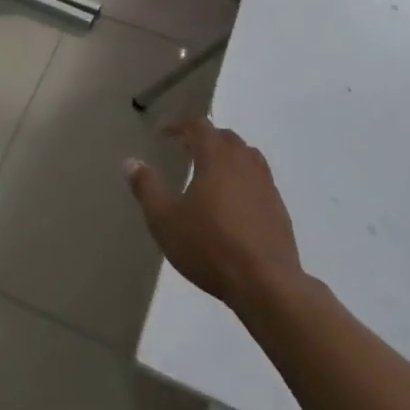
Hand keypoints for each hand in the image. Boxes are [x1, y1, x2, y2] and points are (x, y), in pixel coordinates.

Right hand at [126, 119, 305, 314]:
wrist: (266, 284)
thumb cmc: (209, 247)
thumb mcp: (164, 219)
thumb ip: (147, 187)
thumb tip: (131, 161)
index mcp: (216, 158)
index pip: (199, 126)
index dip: (179, 125)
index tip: (163, 133)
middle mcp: (244, 163)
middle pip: (225, 137)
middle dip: (204, 137)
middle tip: (185, 148)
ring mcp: (266, 185)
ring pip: (247, 156)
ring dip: (227, 155)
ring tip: (211, 171)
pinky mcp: (279, 209)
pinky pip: (259, 179)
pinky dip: (243, 178)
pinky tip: (234, 201)